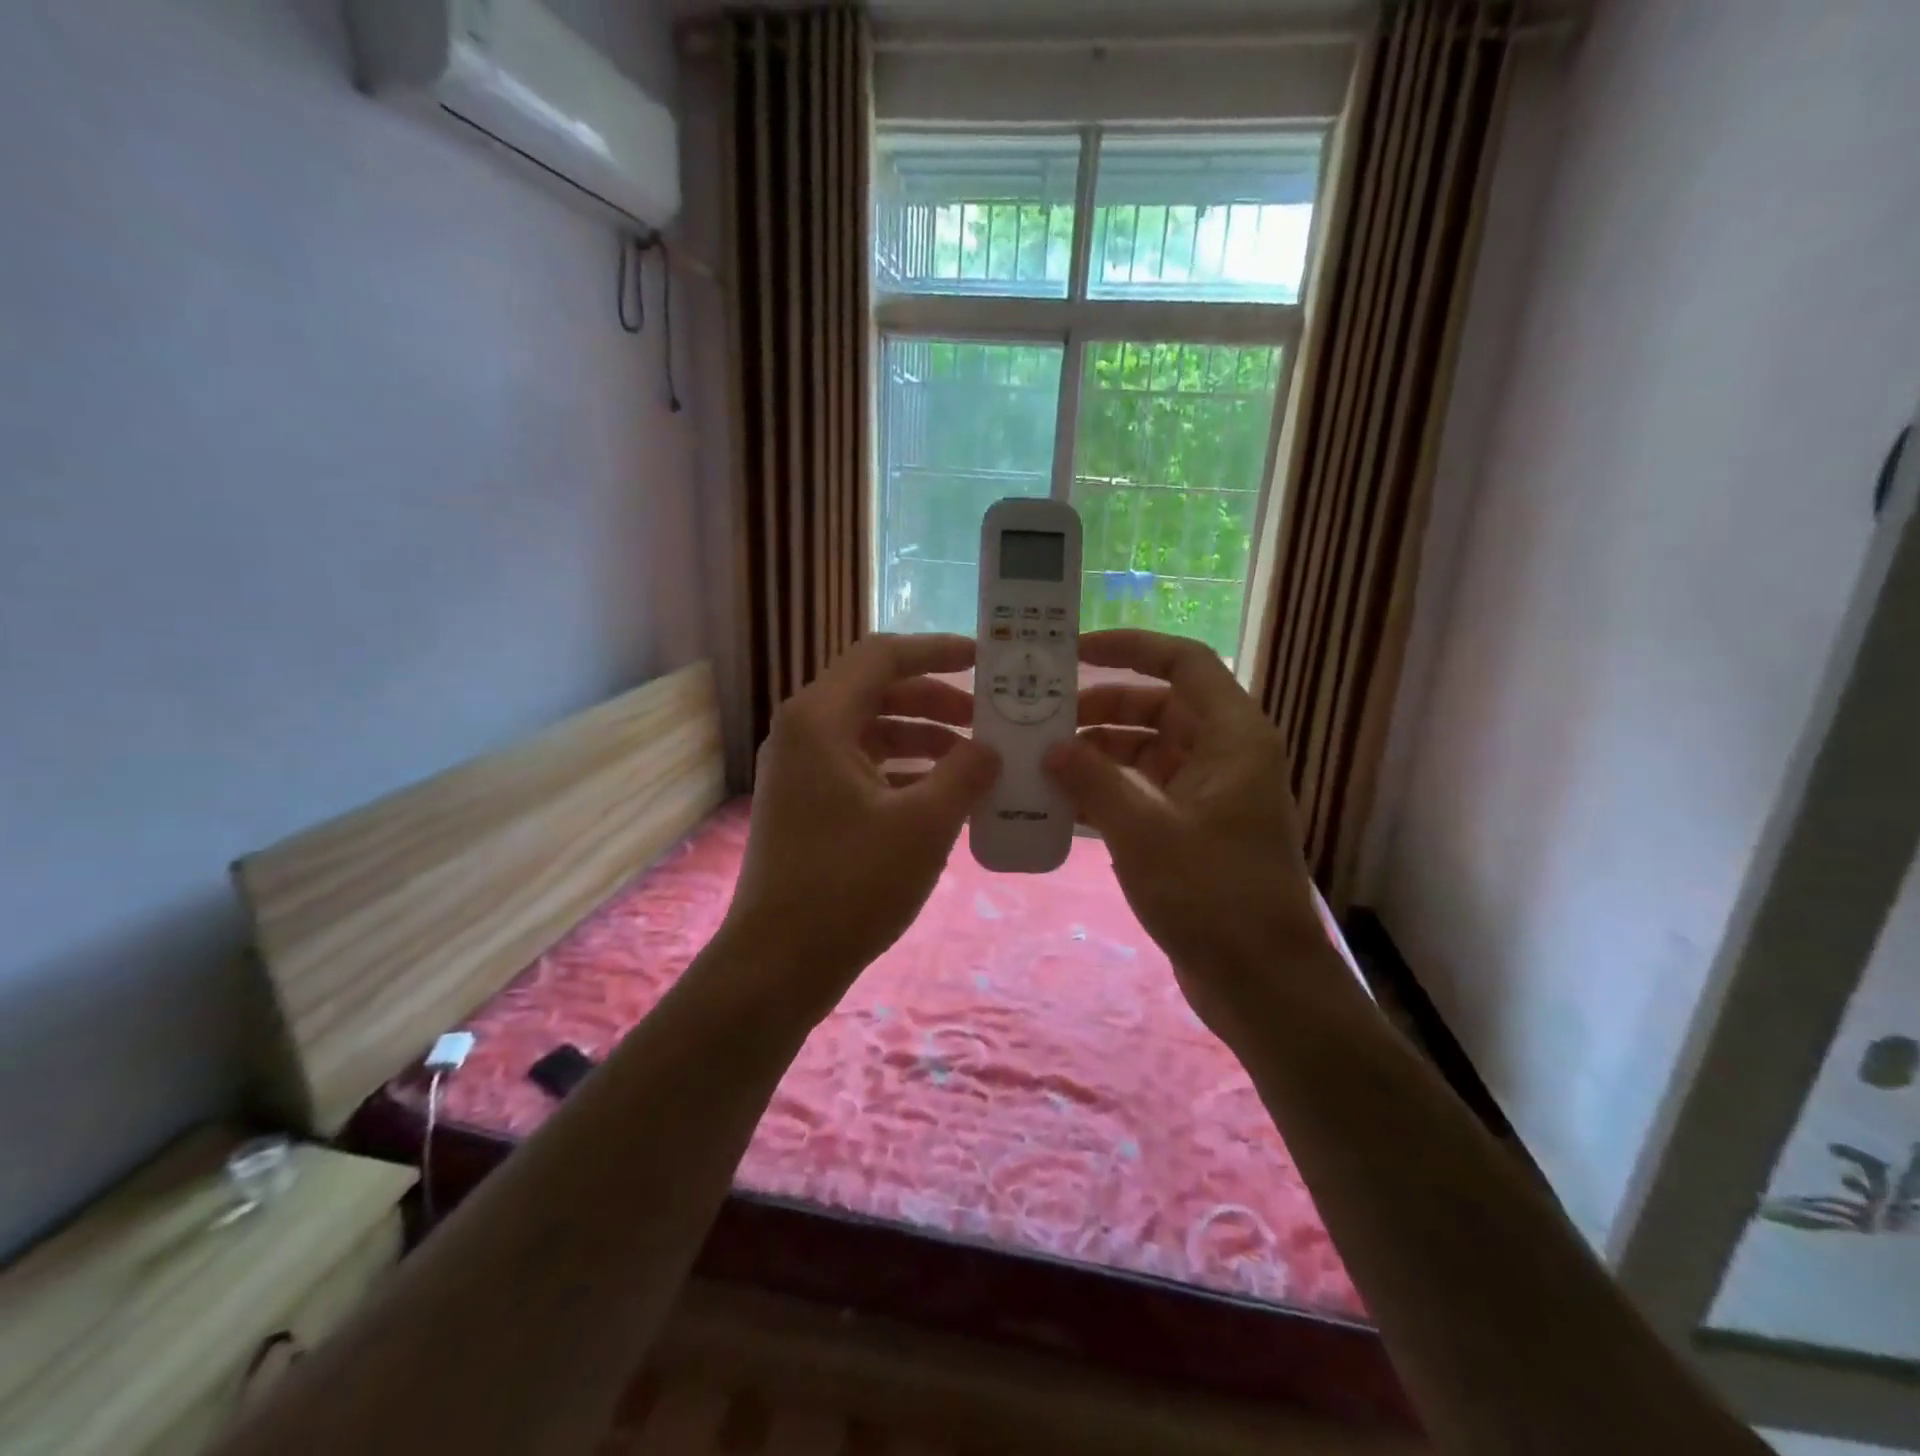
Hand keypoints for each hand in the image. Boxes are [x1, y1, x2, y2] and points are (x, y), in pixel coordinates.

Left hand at [719, 633, 1000, 1020]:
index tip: (985, 660)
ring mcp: (802, 770)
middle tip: (989, 719)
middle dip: (938, 700)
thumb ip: (966, 773)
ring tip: (976, 761)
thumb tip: (991, 749)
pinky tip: (944, 796)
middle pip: (878, 691)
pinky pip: (863, 767)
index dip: (937, 651)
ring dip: (925, 739)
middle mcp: (804, 732)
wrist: (779, 963)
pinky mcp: (808, 804)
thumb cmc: (850, 884)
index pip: (883, 656)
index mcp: (821, 718)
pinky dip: (904, 772)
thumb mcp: (924, 824)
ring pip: (872, 732)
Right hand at [1043, 630, 1344, 1049]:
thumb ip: (1093, 780)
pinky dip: (1106, 790)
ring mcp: (1208, 795)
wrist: (1261, 984)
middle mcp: (1223, 755)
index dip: (1131, 647)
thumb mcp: (1143, 831)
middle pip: (1158, 706)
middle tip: (1042, 718)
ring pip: (1146, 750)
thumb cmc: (1212, 896)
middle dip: (1101, 707)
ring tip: (1040, 761)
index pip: (1183, 663)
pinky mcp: (1192, 831)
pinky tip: (1060, 802)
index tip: (1075, 653)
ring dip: (1098, 752)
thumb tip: (1051, 747)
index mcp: (1231, 737)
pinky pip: (1143, 791)